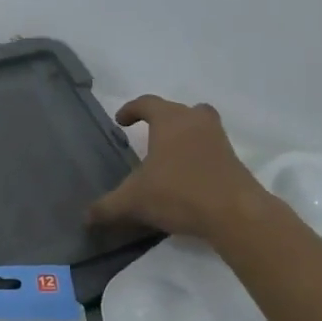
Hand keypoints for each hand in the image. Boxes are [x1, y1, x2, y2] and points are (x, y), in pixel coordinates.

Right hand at [87, 96, 270, 241]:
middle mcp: (196, 122)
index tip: (121, 121)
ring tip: (168, 155)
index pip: (147, 103)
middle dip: (161, 118)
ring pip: (200, 126)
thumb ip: (107, 207)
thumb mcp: (134, 202)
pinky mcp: (234, 161)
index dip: (131, 109)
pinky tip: (187, 177)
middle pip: (178, 109)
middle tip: (148, 134)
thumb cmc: (178, 193)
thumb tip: (85, 217)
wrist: (235, 214)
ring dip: (184, 135)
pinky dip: (198, 155)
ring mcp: (219, 140)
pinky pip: (211, 148)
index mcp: (170, 121)